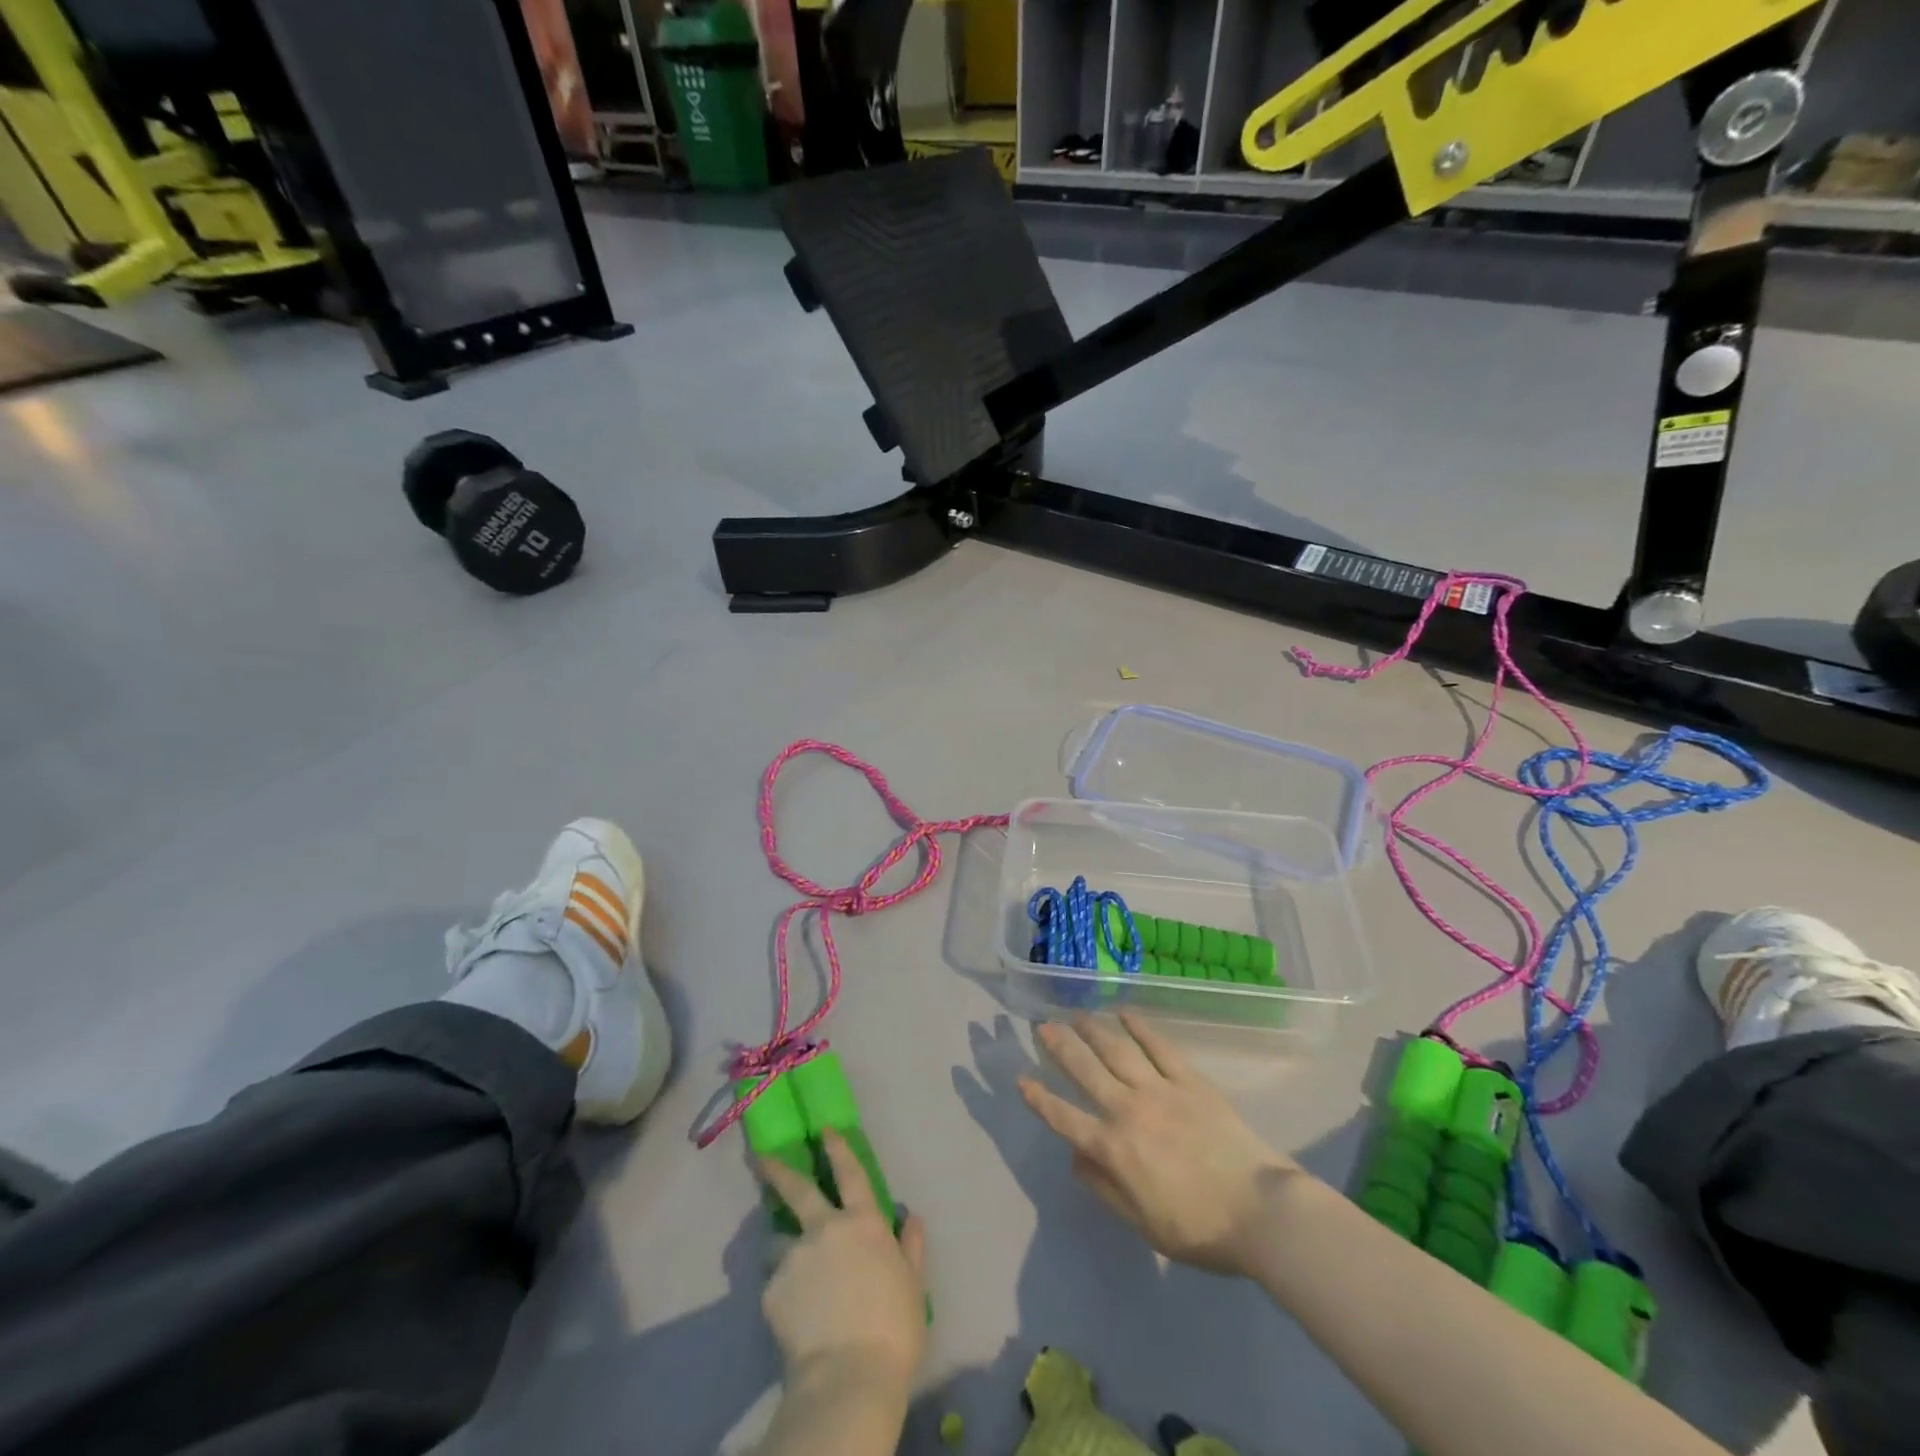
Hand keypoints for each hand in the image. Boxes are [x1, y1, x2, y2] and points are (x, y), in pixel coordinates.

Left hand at [756, 1129, 928, 1394]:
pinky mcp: (772, 1290)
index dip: (837, 1148)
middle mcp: (825, 1228)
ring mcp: (795, 1257)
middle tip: (760, 1156)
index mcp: (863, 1222)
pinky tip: (793, 1316)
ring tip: (790, 1273)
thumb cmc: (893, 1328)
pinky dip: (783, 1292)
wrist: (848, 1378)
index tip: (824, 1129)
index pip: (850, 1172)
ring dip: (784, 1249)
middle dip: (778, 1169)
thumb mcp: (913, 1284)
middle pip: (798, 1189)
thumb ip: (911, 1246)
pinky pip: (776, 1284)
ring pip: (780, 1242)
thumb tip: (912, 1217)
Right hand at [1020, 1010, 1299, 1274]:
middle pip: (1085, 1072)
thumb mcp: (1143, 1223)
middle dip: (1060, 1048)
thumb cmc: (1200, 1228)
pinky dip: (1140, 1028)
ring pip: (1117, 1051)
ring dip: (1094, 1030)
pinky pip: (1159, 1047)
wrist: (1260, 1212)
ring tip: (1076, 1014)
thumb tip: (1075, 1157)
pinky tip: (1125, 1014)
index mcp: (1113, 1149)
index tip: (1022, 1079)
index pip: (1065, 1118)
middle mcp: (1128, 1110)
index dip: (1040, 1099)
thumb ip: (1104, 1188)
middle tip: (1043, 1026)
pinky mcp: (1189, 1081)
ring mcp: (1159, 1090)